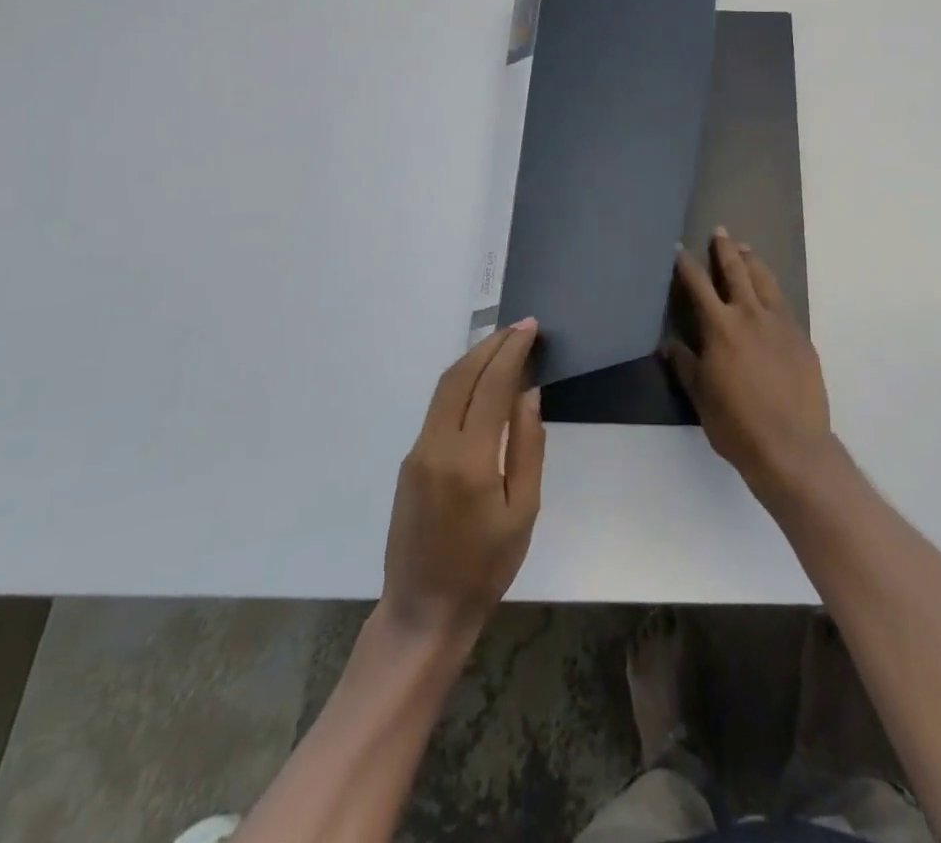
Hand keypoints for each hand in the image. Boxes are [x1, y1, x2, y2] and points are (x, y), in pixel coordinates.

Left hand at [383, 320, 545, 642]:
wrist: (423, 612)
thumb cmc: (485, 567)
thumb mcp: (523, 511)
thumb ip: (528, 447)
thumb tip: (528, 394)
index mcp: (469, 459)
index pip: (492, 385)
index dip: (512, 351)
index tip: (531, 328)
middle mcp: (436, 446)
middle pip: (461, 376)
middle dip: (491, 345)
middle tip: (520, 328)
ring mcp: (417, 453)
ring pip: (445, 388)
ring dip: (474, 359)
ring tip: (504, 344)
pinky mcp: (409, 462)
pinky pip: (438, 408)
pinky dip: (462, 383)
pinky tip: (482, 382)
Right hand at [669, 230, 833, 495]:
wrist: (792, 445)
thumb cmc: (737, 424)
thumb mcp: (701, 396)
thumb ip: (686, 365)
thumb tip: (669, 345)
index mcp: (721, 327)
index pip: (699, 286)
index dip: (687, 265)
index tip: (679, 248)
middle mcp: (750, 315)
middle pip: (737, 272)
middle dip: (726, 250)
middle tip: (721, 232)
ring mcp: (781, 324)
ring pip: (765, 281)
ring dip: (753, 262)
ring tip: (746, 250)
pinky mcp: (801, 337)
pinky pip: (784, 303)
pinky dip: (773, 290)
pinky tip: (770, 292)